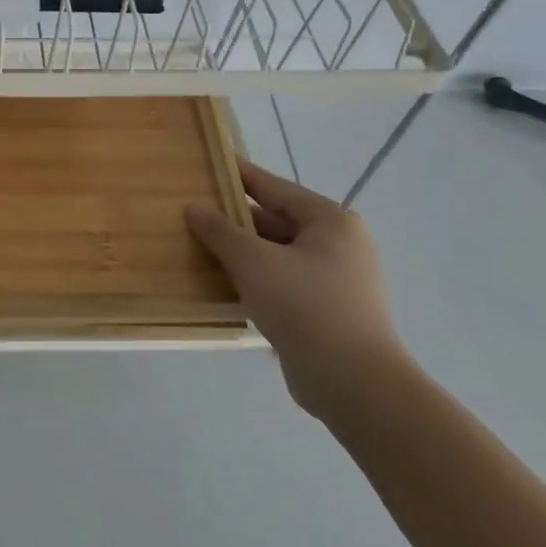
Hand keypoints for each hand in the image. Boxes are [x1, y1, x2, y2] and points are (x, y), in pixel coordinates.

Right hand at [185, 159, 408, 419]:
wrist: (354, 383)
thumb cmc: (305, 306)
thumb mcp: (253, 261)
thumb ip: (221, 231)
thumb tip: (194, 207)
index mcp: (329, 221)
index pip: (273, 187)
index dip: (237, 175)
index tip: (207, 163)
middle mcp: (337, 244)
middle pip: (275, 220)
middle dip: (234, 219)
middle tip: (191, 211)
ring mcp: (334, 280)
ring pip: (276, 254)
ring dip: (240, 252)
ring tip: (196, 245)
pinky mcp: (326, 311)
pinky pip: (281, 282)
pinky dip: (253, 279)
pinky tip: (220, 283)